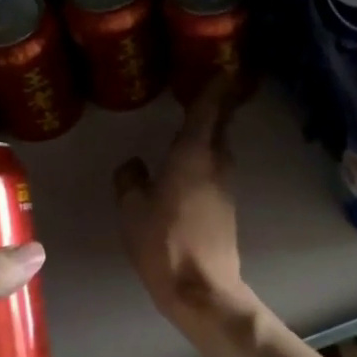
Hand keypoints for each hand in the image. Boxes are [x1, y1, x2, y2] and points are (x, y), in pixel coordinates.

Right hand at [114, 78, 252, 326]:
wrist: (201, 288)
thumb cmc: (163, 242)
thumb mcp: (132, 208)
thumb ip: (130, 179)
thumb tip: (133, 164)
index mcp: (193, 155)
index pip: (207, 109)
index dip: (214, 86)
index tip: (222, 68)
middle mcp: (216, 164)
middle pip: (220, 127)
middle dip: (216, 108)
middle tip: (204, 92)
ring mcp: (226, 188)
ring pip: (220, 150)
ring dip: (211, 136)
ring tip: (191, 129)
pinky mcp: (227, 209)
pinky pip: (216, 172)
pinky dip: (206, 160)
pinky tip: (188, 169)